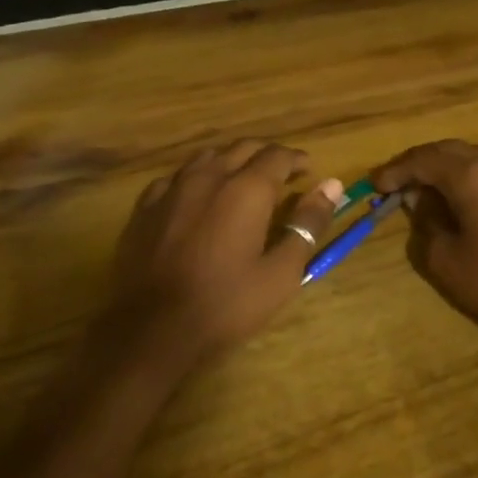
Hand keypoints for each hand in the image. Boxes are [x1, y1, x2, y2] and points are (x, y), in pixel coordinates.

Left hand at [102, 140, 341, 378]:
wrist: (151, 329)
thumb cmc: (225, 304)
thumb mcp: (280, 271)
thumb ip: (307, 223)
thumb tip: (332, 185)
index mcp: (246, 189)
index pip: (278, 155)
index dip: (296, 159)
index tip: (308, 171)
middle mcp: (209, 176)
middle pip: (242, 148)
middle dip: (266, 155)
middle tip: (281, 174)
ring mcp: (172, 188)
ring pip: (208, 157)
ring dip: (231, 161)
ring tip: (242, 180)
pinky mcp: (145, 206)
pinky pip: (176, 177)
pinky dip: (196, 178)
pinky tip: (197, 197)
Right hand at [374, 140, 477, 346]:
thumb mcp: (444, 260)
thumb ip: (426, 223)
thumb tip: (421, 202)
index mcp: (470, 177)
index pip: (424, 160)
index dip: (396, 169)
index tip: (376, 184)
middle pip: (452, 150)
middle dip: (422, 161)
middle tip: (399, 179)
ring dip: (456, 163)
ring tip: (440, 180)